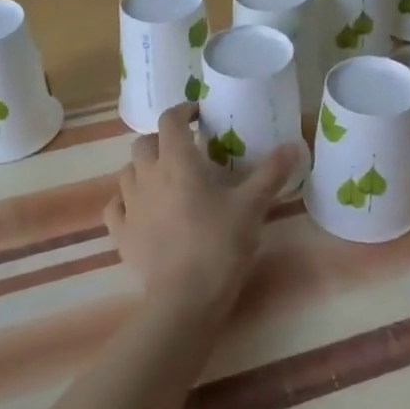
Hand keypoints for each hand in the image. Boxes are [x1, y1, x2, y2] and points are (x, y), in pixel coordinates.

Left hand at [104, 105, 299, 317]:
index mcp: (177, 161)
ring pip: (127, 172)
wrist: (186, 297)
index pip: (170, 120)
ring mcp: (129, 206)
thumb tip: (294, 145)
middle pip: (143, 143)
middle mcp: (147, 176)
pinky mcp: (120, 234)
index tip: (197, 116)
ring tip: (164, 179)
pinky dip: (125, 201)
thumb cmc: (220, 244)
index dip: (182, 112)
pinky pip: (115, 207)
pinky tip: (139, 209)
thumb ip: (271, 173)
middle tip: (184, 151)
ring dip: (143, 168)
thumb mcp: (252, 206)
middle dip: (161, 140)